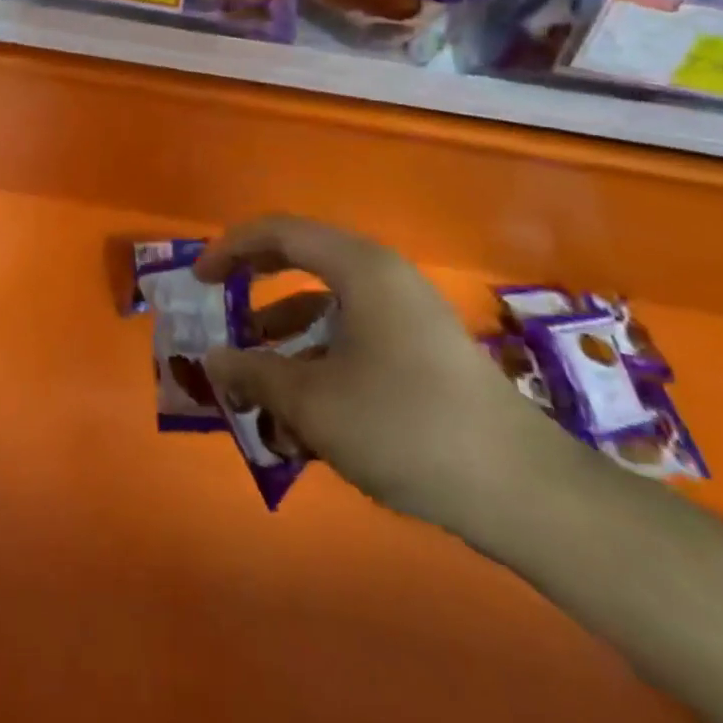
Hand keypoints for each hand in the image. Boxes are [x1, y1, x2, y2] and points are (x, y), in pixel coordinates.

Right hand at [196, 215, 571, 534]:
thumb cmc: (405, 425)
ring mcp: (406, 312)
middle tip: (219, 308)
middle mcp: (382, 275)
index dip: (230, 248)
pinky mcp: (421, 348)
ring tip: (256, 384)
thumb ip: (255, 373)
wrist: (523, 490)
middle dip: (255, 287)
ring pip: (326, 306)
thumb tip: (213, 360)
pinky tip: (304, 412)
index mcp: (358, 267)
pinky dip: (319, 358)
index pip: (279, 232)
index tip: (198, 280)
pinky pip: (353, 334)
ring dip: (285, 337)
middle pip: (302, 260)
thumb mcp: (313, 403)